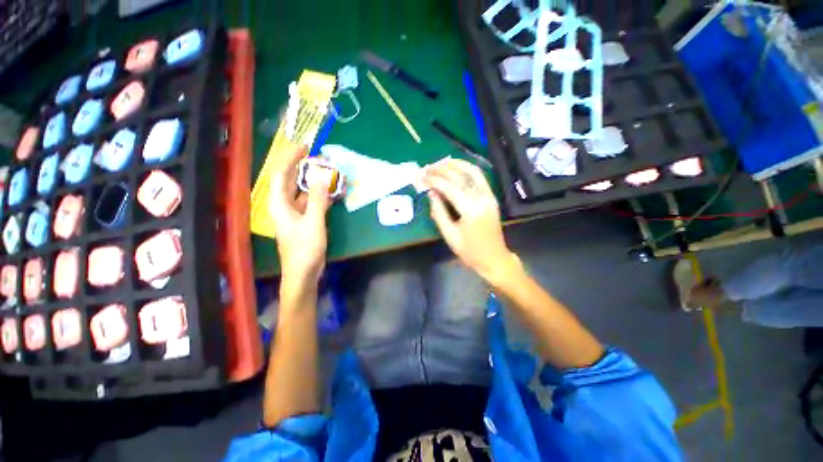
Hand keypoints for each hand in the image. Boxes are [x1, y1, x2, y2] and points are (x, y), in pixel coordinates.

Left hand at [269, 146, 330, 282]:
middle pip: (290, 181)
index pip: (281, 174)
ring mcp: (294, 214)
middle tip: (319, 158)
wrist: (304, 272)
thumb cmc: (305, 248)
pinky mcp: (304, 221)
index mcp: (280, 204)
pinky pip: (310, 203)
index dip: (290, 158)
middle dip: (302, 168)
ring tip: (327, 172)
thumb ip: (317, 198)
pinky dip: (319, 196)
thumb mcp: (314, 221)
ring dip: (313, 182)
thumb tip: (321, 176)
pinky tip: (330, 192)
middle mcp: (284, 206)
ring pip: (301, 192)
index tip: (305, 147)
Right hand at [424, 159, 515, 282]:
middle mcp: (482, 199)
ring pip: (473, 172)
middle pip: (461, 177)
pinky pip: (479, 178)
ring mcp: (489, 196)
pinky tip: (456, 168)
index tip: (422, 175)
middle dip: (442, 170)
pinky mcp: (491, 197)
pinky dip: (467, 169)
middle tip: (428, 167)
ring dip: (456, 164)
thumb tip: (431, 193)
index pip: (450, 188)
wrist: (494, 258)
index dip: (435, 180)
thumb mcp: (450, 235)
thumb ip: (439, 213)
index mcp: (471, 211)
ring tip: (441, 162)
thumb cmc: (470, 252)